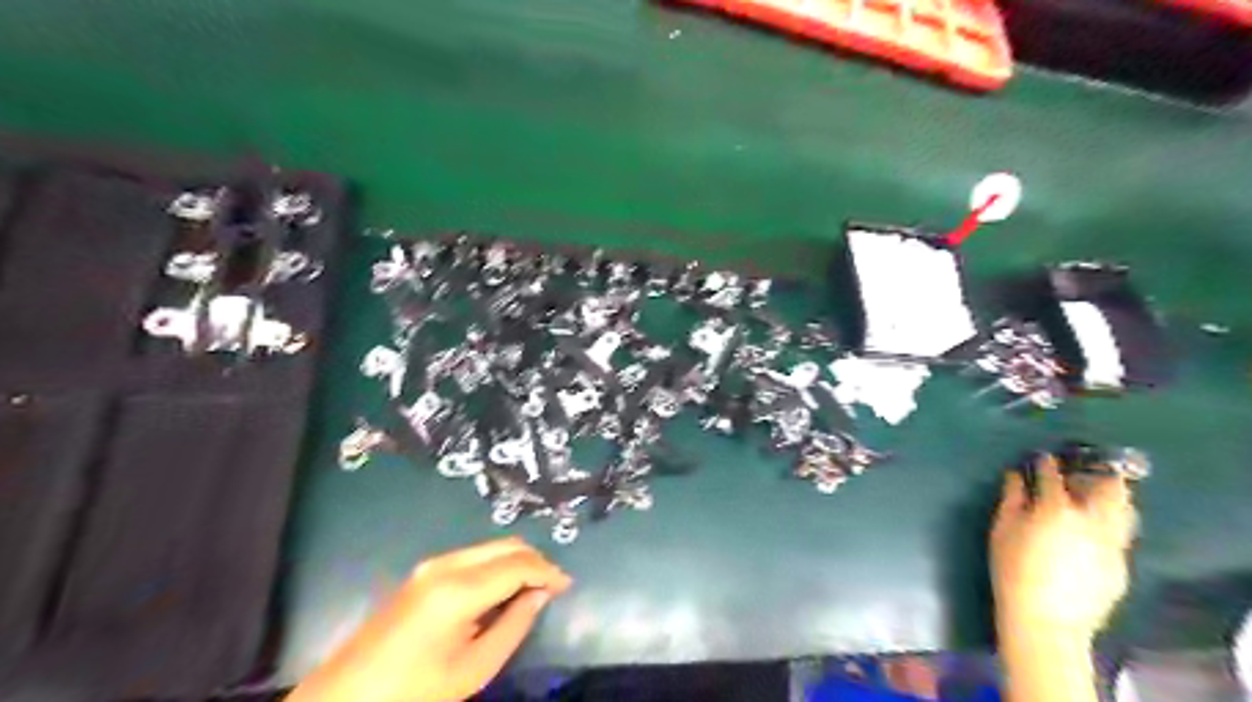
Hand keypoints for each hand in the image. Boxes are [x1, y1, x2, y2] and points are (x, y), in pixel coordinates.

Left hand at [287, 537, 571, 701]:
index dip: (548, 571)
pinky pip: (474, 556)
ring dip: (516, 560)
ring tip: (533, 588)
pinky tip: (502, 588)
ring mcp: (432, 564)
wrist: (346, 696)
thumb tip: (540, 595)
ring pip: (490, 547)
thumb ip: (514, 625)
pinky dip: (496, 565)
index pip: (518, 564)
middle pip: (506, 545)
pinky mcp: (424, 572)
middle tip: (553, 585)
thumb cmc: (414, 690)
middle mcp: (447, 564)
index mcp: (459, 589)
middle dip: (535, 560)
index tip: (567, 586)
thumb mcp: (473, 668)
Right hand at [994, 456, 1141, 640]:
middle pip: (1108, 487)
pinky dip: (1109, 524)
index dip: (1047, 464)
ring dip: (1110, 498)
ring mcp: (1112, 543)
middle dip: (1095, 474)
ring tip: (1093, 498)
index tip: (1042, 458)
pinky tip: (1091, 532)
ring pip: (1124, 509)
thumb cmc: (1013, 569)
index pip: (1054, 476)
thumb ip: (1012, 498)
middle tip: (1079, 475)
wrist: (1045, 619)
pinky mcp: (1121, 564)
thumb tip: (1015, 475)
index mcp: (1057, 509)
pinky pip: (1120, 534)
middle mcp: (1092, 520)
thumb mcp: (1002, 529)